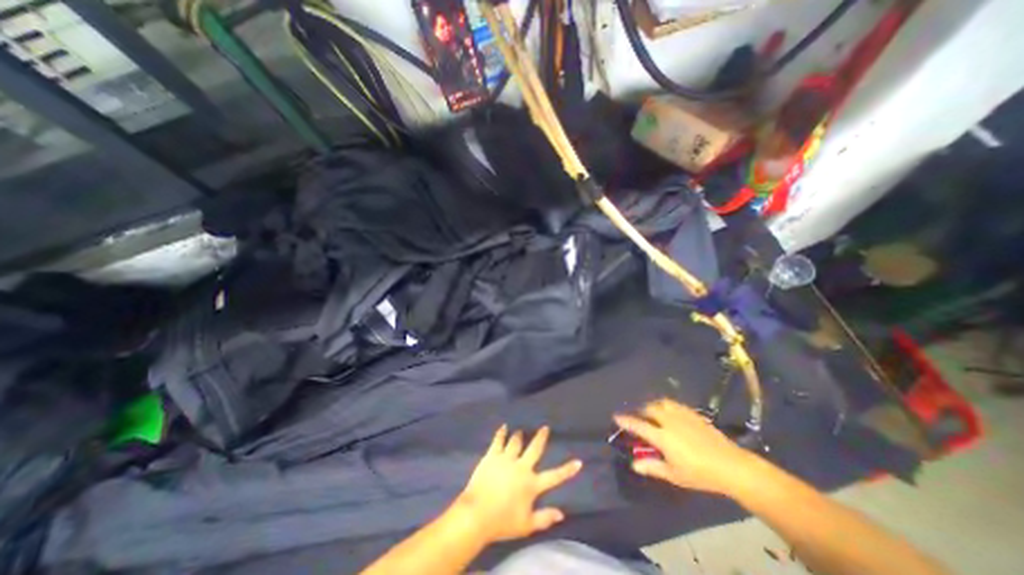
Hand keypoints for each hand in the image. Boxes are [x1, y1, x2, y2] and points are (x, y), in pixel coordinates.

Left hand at [455, 425, 583, 541]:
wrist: (477, 514)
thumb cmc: (502, 522)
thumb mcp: (526, 526)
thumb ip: (544, 518)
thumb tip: (561, 513)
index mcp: (531, 484)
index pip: (554, 476)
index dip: (567, 470)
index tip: (578, 461)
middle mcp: (521, 467)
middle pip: (534, 449)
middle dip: (541, 437)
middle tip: (545, 428)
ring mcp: (506, 459)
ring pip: (516, 442)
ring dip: (519, 435)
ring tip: (521, 431)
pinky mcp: (492, 455)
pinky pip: (498, 440)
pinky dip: (501, 433)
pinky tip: (504, 427)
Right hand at [610, 401, 754, 492]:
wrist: (731, 465)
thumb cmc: (700, 474)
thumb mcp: (674, 475)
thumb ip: (652, 467)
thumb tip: (634, 464)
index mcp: (662, 436)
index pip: (638, 425)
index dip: (625, 420)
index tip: (616, 416)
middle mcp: (668, 421)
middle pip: (649, 409)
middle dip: (640, 411)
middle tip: (638, 417)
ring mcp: (681, 415)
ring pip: (661, 403)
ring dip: (653, 405)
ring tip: (653, 412)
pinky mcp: (693, 413)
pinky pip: (674, 404)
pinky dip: (667, 405)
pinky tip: (670, 413)